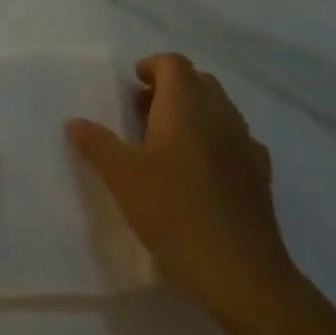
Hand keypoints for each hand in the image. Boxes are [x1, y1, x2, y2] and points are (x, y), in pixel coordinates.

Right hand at [66, 53, 293, 318]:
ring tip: (166, 144)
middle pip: (198, 81)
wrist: (239, 271)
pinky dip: (216, 142)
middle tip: (142, 113)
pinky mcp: (261, 175)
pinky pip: (236, 141)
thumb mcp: (121, 176)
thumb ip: (96, 143)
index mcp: (186, 104)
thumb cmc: (173, 211)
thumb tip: (74, 122)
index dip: (150, 67)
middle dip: (170, 89)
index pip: (172, 63)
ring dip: (193, 114)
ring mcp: (246, 144)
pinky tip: (200, 172)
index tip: (131, 87)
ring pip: (219, 110)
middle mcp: (220, 114)